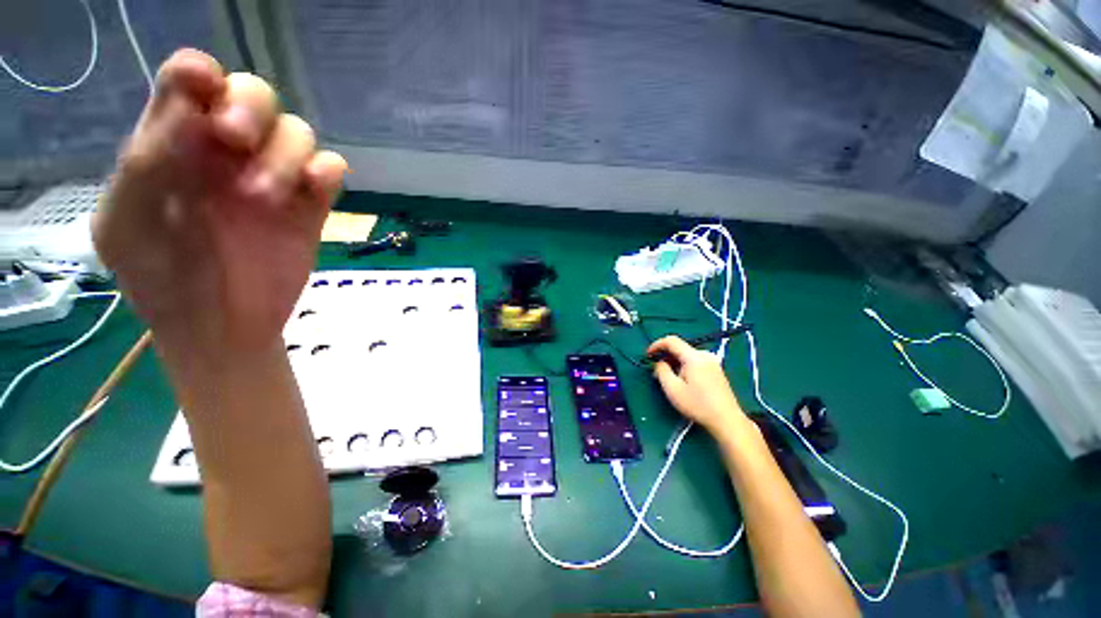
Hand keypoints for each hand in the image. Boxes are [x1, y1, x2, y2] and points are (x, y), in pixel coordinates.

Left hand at [93, 49, 346, 355]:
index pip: (189, 82)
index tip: (202, 87)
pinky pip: (331, 169)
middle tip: (234, 141)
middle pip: (253, 93)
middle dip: (248, 106)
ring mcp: (274, 179)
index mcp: (174, 145)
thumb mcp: (128, 224)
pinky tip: (313, 190)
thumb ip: (146, 163)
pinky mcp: (311, 206)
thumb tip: (190, 106)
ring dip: (283, 155)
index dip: (198, 73)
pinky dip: (326, 171)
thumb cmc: (163, 282)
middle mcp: (226, 152)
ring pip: (296, 131)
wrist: (223, 329)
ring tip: (263, 199)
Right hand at [649, 336, 746, 434]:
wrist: (726, 420)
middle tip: (656, 371)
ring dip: (674, 363)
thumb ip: (661, 371)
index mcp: (694, 357)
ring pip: (687, 356)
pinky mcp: (716, 370)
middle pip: (679, 348)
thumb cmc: (697, 404)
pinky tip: (682, 380)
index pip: (671, 340)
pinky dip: (684, 366)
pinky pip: (695, 362)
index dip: (656, 345)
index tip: (648, 355)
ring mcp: (712, 362)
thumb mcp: (672, 389)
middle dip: (665, 356)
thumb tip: (659, 363)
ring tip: (669, 378)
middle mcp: (705, 355)